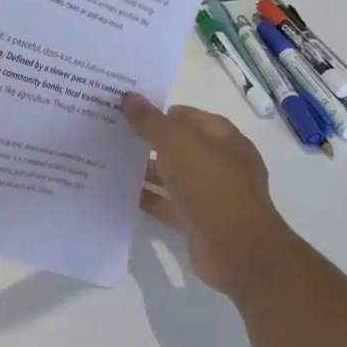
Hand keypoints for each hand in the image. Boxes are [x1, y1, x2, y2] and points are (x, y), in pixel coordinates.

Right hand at [123, 93, 292, 301]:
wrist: (236, 249)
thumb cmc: (211, 185)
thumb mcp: (176, 143)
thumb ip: (151, 121)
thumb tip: (130, 97)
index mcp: (226, 141)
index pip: (194, 118)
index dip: (166, 112)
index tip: (134, 111)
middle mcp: (222, 166)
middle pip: (182, 148)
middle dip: (152, 141)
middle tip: (116, 134)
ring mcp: (211, 197)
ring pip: (173, 177)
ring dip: (147, 171)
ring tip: (110, 161)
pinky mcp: (198, 223)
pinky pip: (168, 205)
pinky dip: (148, 199)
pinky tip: (119, 193)